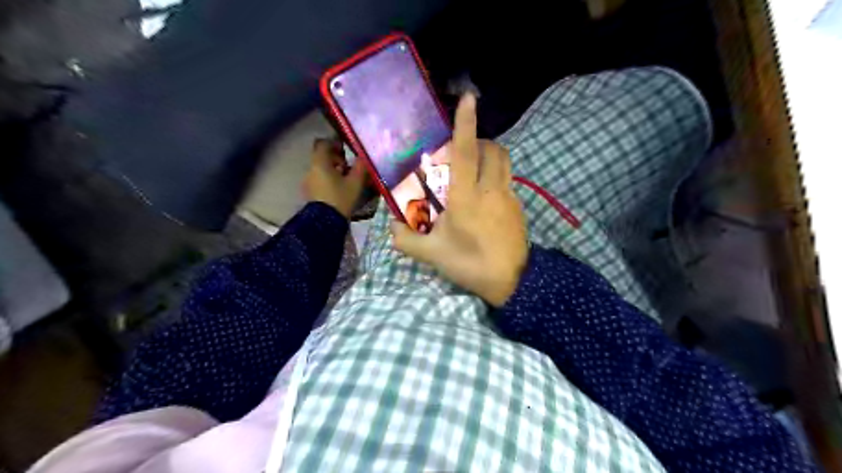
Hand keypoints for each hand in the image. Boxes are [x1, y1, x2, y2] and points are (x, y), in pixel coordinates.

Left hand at [304, 136, 366, 217]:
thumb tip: (364, 157)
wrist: (325, 222)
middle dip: (335, 159)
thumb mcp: (355, 182)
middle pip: (321, 157)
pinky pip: (319, 180)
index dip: (334, 144)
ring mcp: (308, 182)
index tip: (345, 151)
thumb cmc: (340, 198)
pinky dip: (328, 180)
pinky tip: (338, 190)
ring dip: (332, 171)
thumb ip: (361, 167)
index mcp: (320, 163)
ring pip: (320, 169)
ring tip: (345, 180)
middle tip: (348, 167)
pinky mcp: (309, 193)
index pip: (323, 144)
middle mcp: (311, 169)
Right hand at [393, 93, 524, 306]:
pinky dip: (496, 176)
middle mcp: (490, 189)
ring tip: (474, 169)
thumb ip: (406, 240)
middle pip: (492, 150)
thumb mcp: (433, 255)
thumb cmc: (470, 264)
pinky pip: (508, 180)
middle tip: (463, 150)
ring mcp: (508, 196)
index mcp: (466, 197)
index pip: (465, 153)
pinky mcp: (518, 206)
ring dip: (490, 155)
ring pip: (504, 162)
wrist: (512, 281)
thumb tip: (392, 226)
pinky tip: (485, 197)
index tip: (468, 98)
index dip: (465, 124)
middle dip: (479, 140)